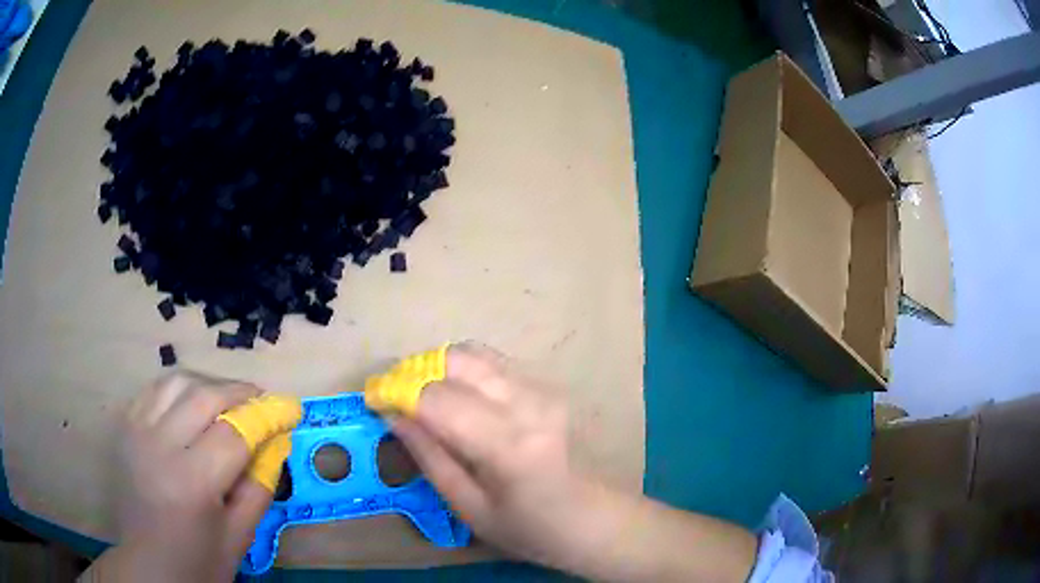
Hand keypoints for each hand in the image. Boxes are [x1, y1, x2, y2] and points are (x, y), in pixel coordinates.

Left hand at [87, 372, 274, 581]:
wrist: (148, 564)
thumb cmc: (198, 561)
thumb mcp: (239, 535)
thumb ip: (260, 486)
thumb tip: (277, 441)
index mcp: (191, 483)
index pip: (235, 432)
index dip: (267, 416)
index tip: (290, 408)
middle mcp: (159, 446)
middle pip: (205, 395)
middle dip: (241, 392)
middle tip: (262, 401)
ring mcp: (137, 431)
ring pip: (177, 381)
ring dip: (210, 383)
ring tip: (229, 399)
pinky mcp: (126, 427)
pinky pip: (155, 389)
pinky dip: (181, 388)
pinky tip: (193, 402)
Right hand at [390, 344, 595, 567]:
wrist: (595, 518)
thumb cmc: (530, 528)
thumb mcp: (469, 507)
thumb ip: (429, 457)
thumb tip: (393, 415)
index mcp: (508, 445)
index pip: (437, 399)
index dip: (397, 392)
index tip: (373, 398)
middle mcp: (528, 404)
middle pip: (455, 361)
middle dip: (414, 371)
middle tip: (395, 396)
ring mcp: (543, 389)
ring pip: (474, 354)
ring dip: (438, 367)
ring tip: (421, 395)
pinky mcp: (548, 386)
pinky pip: (494, 364)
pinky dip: (463, 371)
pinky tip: (457, 397)